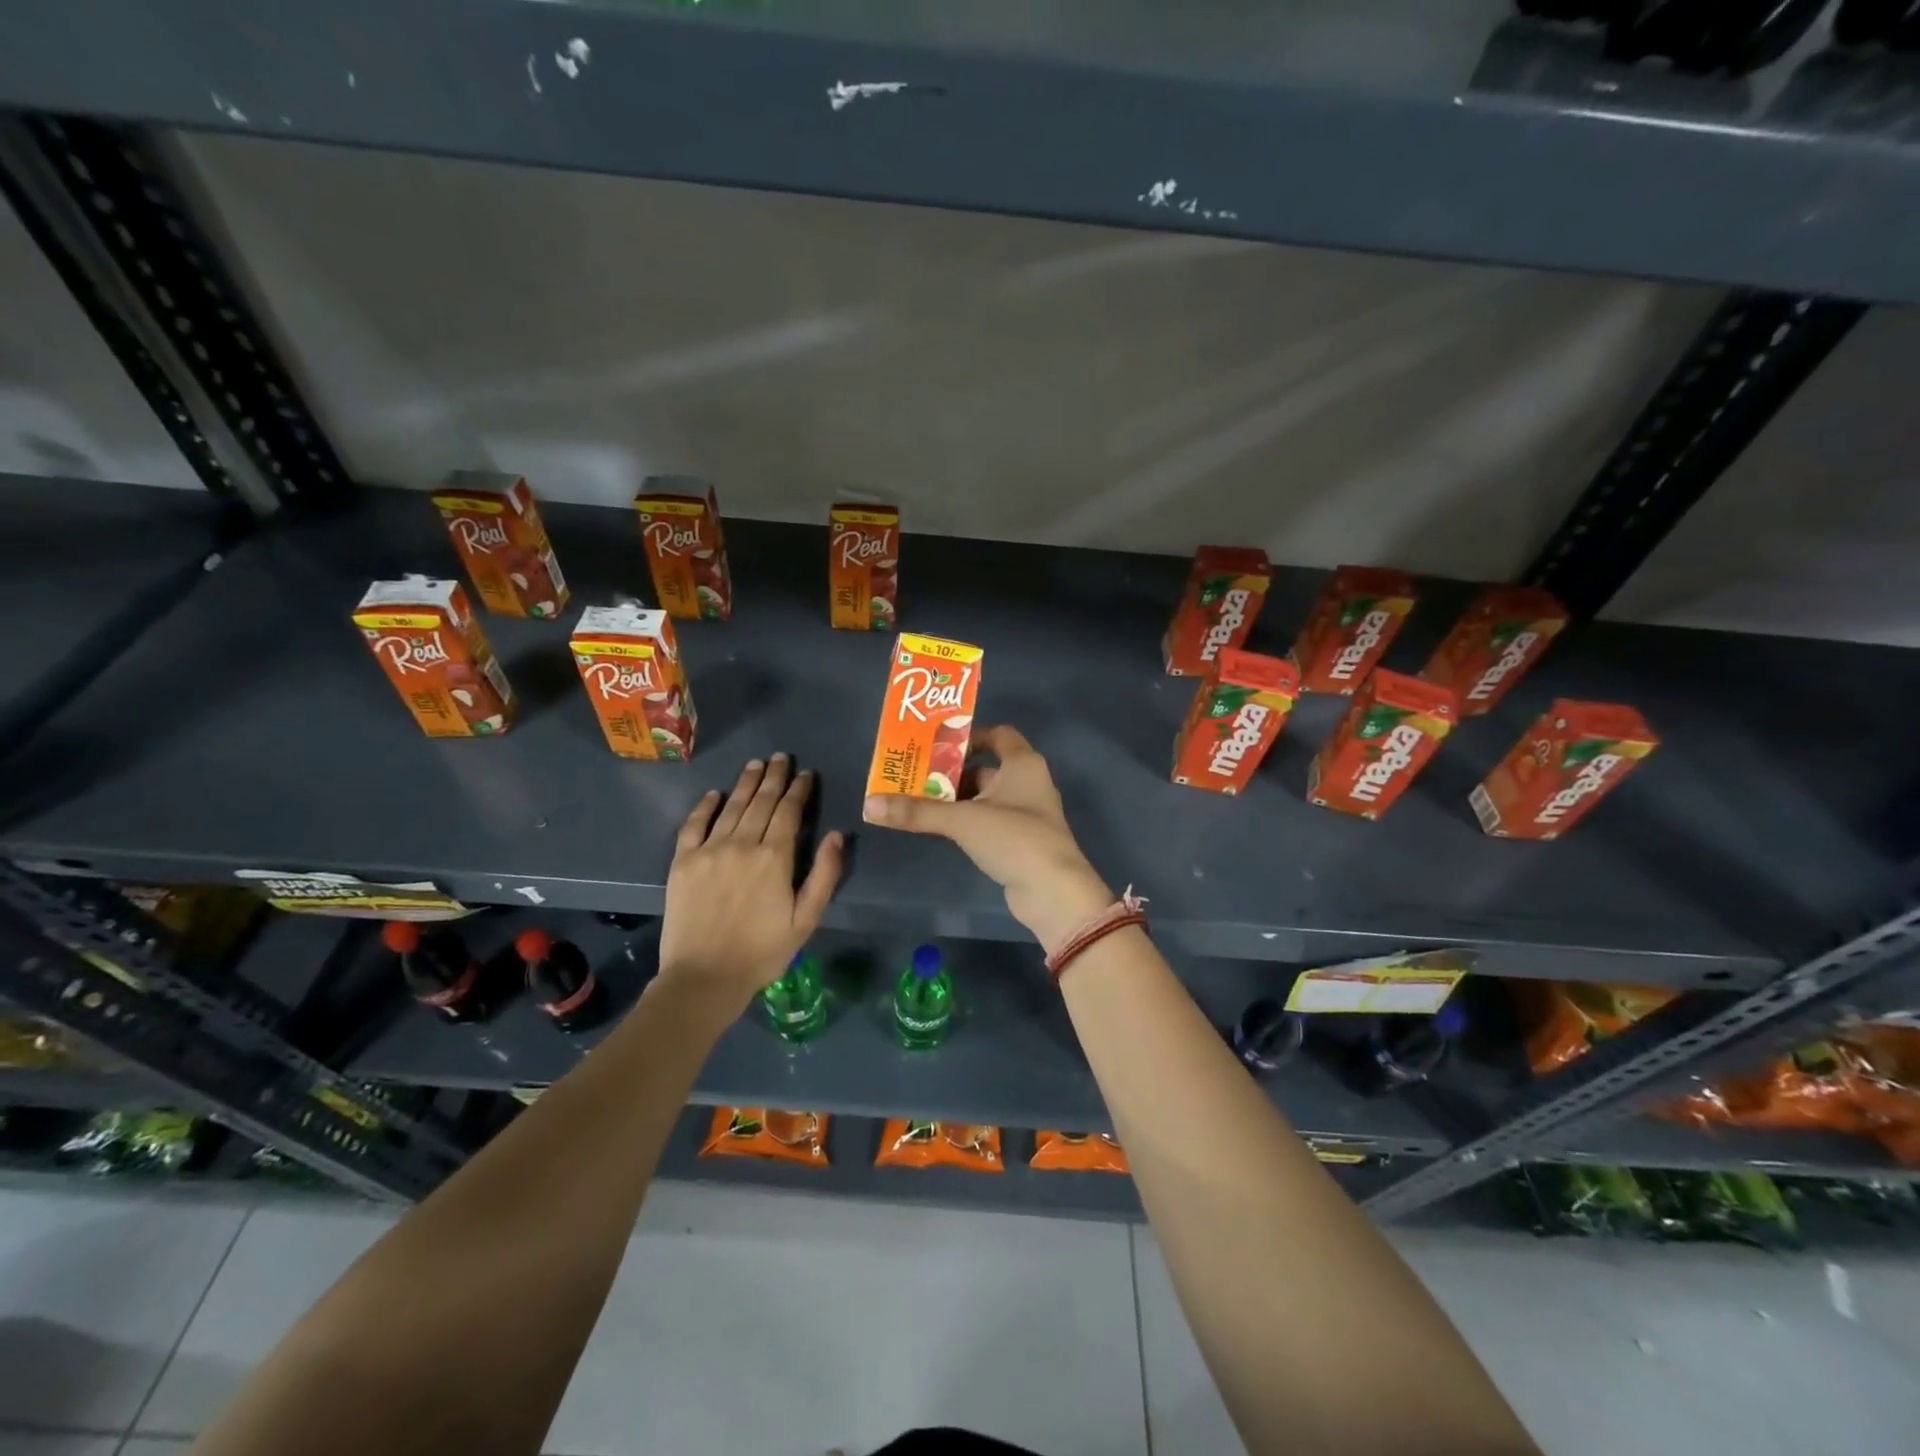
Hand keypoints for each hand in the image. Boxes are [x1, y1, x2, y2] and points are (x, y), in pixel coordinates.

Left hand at [658, 754, 844, 1006]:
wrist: (704, 977)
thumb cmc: (762, 951)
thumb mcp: (806, 919)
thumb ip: (824, 875)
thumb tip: (837, 835)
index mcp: (774, 857)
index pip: (789, 811)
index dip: (799, 789)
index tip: (806, 773)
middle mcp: (742, 843)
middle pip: (761, 801)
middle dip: (774, 777)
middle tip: (780, 758)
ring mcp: (709, 850)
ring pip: (731, 806)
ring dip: (745, 783)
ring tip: (755, 765)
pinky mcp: (683, 861)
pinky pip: (694, 824)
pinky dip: (705, 806)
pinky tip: (714, 794)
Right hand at [862, 725, 1110, 952]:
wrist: (1053, 891)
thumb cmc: (1014, 838)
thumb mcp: (962, 820)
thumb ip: (917, 812)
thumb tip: (869, 805)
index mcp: (1023, 764)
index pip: (998, 735)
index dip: (969, 737)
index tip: (937, 748)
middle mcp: (1028, 782)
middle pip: (985, 768)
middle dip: (951, 773)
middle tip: (915, 778)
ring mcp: (1026, 814)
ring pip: (985, 798)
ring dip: (956, 800)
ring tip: (918, 804)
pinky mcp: (1021, 841)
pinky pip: (988, 821)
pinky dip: (966, 821)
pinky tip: (940, 830)